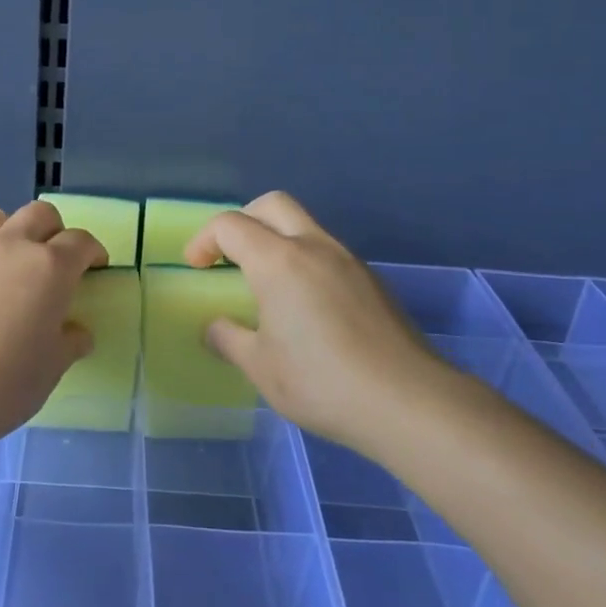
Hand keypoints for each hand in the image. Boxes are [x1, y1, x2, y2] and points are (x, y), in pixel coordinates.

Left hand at [0, 200, 106, 446]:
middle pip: (39, 214)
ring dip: (11, 234)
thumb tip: (75, 332)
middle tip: (54, 261)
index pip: (79, 242)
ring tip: (9, 266)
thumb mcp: (49, 371)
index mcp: (47, 268)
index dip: (92, 251)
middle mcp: (8, 248)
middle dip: (54, 230)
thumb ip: (68, 343)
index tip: (95, 267)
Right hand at [184, 192, 457, 457]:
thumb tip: (215, 327)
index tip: (197, 267)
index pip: (231, 225)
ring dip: (276, 239)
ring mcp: (348, 261)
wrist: (409, 402)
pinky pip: (327, 252)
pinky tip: (305, 306)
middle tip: (229, 256)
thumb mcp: (260, 367)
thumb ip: (229, 339)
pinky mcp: (371, 281)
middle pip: (272, 204)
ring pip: (304, 225)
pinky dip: (304, 260)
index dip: (204, 239)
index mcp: (279, 261)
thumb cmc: (322, 382)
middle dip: (242, 221)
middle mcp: (314, 247)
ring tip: (266, 284)